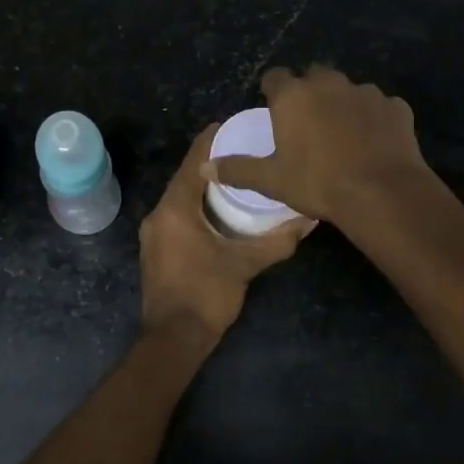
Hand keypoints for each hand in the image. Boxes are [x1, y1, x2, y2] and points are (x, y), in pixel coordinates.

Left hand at [140, 124, 311, 344]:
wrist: (173, 339)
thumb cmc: (206, 295)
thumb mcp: (246, 265)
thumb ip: (277, 240)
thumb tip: (310, 219)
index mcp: (175, 209)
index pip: (193, 163)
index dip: (210, 141)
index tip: (231, 125)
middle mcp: (158, 215)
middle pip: (185, 178)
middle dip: (211, 163)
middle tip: (242, 151)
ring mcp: (154, 234)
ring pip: (180, 199)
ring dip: (203, 187)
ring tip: (235, 178)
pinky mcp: (157, 251)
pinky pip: (176, 216)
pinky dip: (195, 207)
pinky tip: (217, 212)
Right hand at [203, 66, 432, 224]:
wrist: (381, 192)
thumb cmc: (318, 183)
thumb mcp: (272, 180)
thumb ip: (238, 169)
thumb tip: (204, 166)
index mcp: (293, 96)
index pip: (275, 77)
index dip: (272, 91)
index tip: (273, 108)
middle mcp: (329, 83)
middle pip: (314, 76)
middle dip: (309, 91)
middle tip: (307, 122)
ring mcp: (366, 92)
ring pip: (348, 90)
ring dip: (343, 104)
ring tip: (343, 134)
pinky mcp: (395, 107)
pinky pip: (380, 107)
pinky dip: (374, 119)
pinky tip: (373, 142)